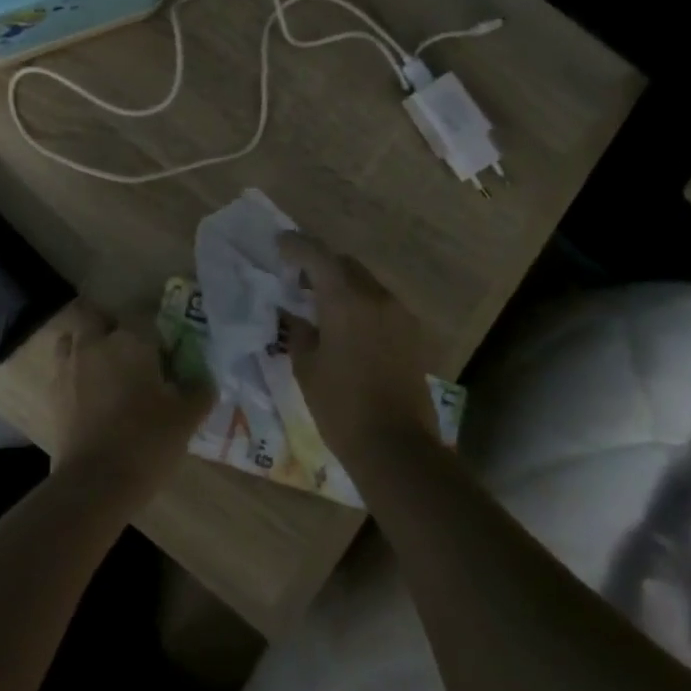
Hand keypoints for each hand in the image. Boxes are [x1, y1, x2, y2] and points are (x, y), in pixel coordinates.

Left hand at [53, 320, 209, 504]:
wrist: (96, 482)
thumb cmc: (147, 441)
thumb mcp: (187, 417)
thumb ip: (199, 390)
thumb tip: (205, 378)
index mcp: (129, 340)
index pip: (143, 316)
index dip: (154, 331)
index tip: (165, 351)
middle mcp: (94, 343)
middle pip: (99, 319)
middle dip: (112, 330)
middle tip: (131, 355)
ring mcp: (68, 366)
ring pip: (74, 340)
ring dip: (87, 347)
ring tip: (105, 371)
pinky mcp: (53, 392)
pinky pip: (63, 369)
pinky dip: (75, 374)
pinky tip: (90, 396)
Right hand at [279, 233, 441, 459]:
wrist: (396, 446)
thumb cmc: (340, 406)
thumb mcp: (306, 367)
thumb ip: (299, 331)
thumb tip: (296, 315)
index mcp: (346, 301)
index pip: (318, 256)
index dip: (296, 245)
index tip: (278, 244)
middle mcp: (377, 298)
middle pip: (345, 264)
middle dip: (320, 264)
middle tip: (296, 278)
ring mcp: (399, 315)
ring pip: (365, 283)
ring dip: (342, 284)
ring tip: (319, 304)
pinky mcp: (412, 334)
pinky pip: (380, 305)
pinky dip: (359, 304)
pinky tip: (344, 326)